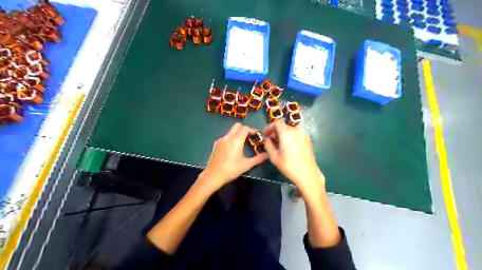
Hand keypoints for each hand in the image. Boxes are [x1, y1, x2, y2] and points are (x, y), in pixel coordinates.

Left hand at [200, 122, 267, 189]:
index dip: (252, 129)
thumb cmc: (231, 169)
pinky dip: (230, 139)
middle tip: (249, 137)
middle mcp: (228, 137)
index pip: (245, 128)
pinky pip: (225, 137)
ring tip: (241, 143)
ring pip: (231, 131)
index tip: (257, 134)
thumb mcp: (246, 165)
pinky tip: (231, 148)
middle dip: (244, 129)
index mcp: (236, 140)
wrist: (213, 175)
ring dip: (237, 134)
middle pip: (237, 126)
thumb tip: (267, 154)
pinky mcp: (216, 144)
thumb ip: (258, 159)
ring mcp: (221, 140)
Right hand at [262, 120, 325, 197]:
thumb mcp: (274, 157)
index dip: (269, 127)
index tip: (266, 134)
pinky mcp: (308, 139)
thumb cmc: (289, 166)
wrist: (307, 173)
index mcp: (287, 133)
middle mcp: (296, 130)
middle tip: (270, 141)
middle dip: (275, 132)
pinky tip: (288, 147)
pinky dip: (290, 137)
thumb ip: (268, 145)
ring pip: (290, 130)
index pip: (277, 122)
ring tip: (279, 145)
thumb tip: (266, 139)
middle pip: (283, 126)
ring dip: (283, 135)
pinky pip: (296, 134)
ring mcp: (303, 134)